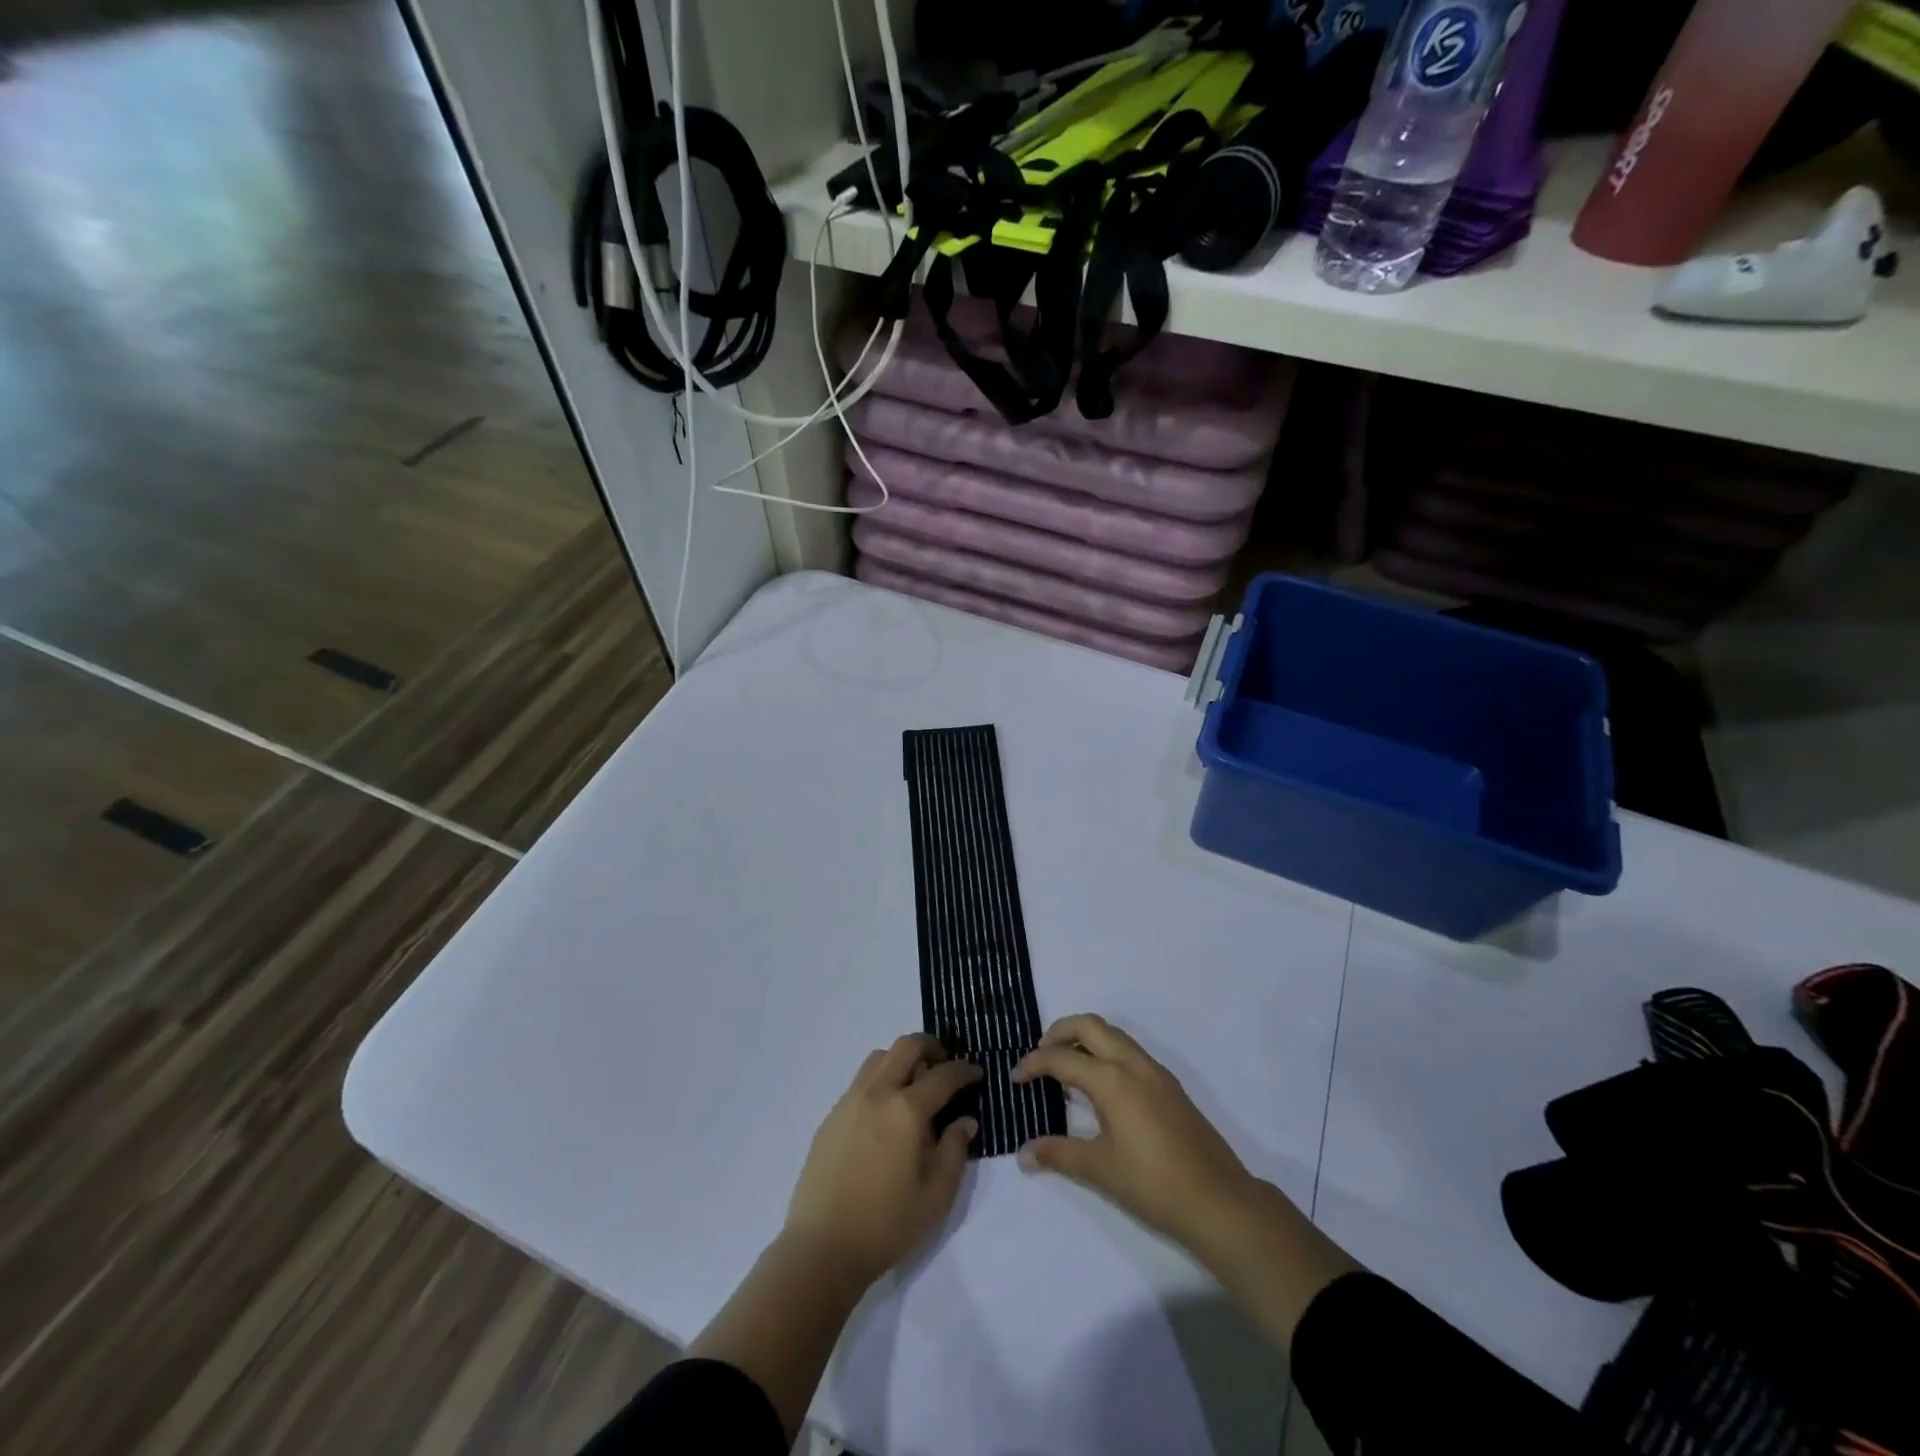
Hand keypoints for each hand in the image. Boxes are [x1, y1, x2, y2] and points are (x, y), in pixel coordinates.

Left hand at [784, 1034, 981, 1285]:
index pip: (943, 1075)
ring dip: (902, 1060)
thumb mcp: (937, 1195)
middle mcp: (877, 1093)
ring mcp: (850, 1101)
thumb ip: (955, 1150)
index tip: (976, 1073)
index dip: (964, 1070)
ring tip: (914, 1086)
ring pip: (880, 1058)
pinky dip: (881, 1081)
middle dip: (932, 1047)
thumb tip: (965, 1120)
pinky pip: (861, 1082)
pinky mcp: (831, 1116)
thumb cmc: (887, 1224)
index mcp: (906, 1110)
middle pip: (907, 1046)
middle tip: (945, 1065)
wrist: (822, 1248)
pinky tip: (886, 1114)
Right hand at [1012, 1013, 1258, 1254]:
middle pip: (1089, 1025)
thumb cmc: (1153, 1184)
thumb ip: (1058, 1154)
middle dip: (1058, 1032)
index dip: (1034, 1064)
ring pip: (1112, 1034)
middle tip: (1040, 1057)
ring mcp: (1154, 1071)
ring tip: (1065, 1069)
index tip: (1016, 1078)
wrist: (1219, 1201)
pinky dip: (1105, 1052)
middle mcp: (1132, 1063)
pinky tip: (1098, 1087)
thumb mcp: (1099, 1170)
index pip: (1062, 1058)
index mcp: (1112, 1079)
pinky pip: (1128, 1050)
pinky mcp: (1168, 1084)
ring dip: (1084, 1039)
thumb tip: (1023, 1154)